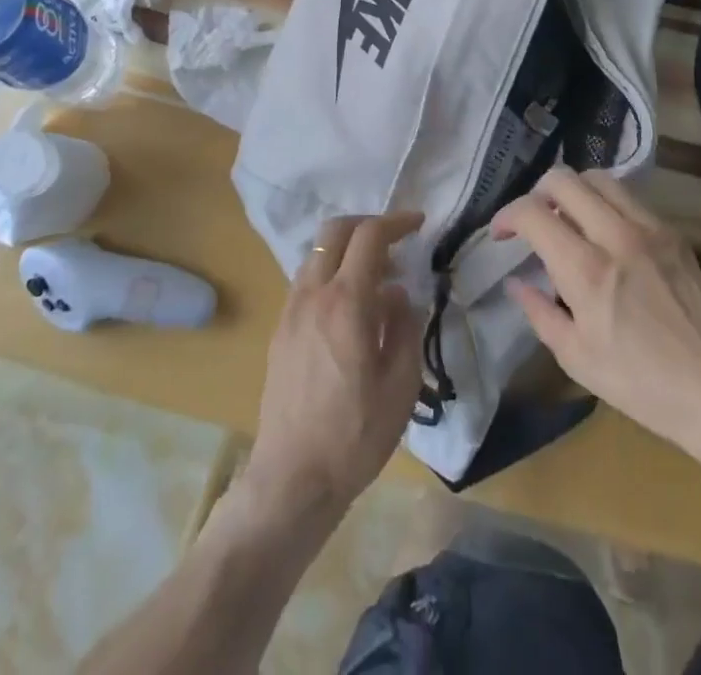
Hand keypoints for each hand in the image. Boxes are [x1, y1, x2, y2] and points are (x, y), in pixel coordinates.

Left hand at [242, 212, 425, 516]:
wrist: (293, 478)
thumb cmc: (355, 435)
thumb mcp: (401, 385)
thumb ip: (405, 327)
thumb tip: (399, 295)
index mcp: (347, 303)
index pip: (370, 237)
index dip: (397, 222)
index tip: (419, 224)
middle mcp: (313, 294)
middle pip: (335, 231)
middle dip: (368, 224)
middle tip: (395, 240)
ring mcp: (291, 310)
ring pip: (318, 254)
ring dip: (348, 250)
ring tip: (377, 278)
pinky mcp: (280, 329)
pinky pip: (307, 280)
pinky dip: (331, 272)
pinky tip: (350, 306)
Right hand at [492, 167, 700, 456]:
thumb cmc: (642, 385)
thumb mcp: (576, 359)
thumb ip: (539, 312)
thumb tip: (515, 281)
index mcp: (586, 270)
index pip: (533, 213)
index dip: (507, 216)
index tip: (501, 234)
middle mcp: (615, 236)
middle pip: (563, 179)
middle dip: (536, 193)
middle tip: (533, 221)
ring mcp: (649, 228)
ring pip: (598, 177)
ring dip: (573, 191)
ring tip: (568, 219)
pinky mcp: (672, 232)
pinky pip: (629, 196)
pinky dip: (605, 201)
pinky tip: (604, 231)